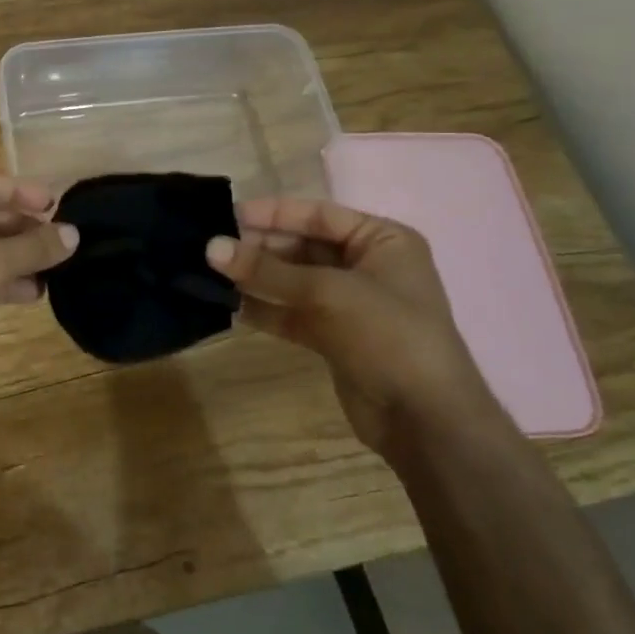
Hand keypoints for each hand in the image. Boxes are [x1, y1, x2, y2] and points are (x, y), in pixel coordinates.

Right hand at [204, 196, 505, 459]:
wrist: (425, 420)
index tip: (226, 214)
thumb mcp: (327, 292)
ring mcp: (348, 303)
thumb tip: (211, 247)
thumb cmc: (388, 335)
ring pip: (291, 280)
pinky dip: (262, 308)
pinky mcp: (332, 336)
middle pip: (301, 245)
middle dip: (258, 247)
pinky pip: (289, 312)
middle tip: (211, 246)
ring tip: (209, 272)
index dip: (271, 213)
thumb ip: (267, 270)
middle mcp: (366, 265)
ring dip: (255, 277)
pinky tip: (227, 305)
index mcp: (381, 240)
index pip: (317, 214)